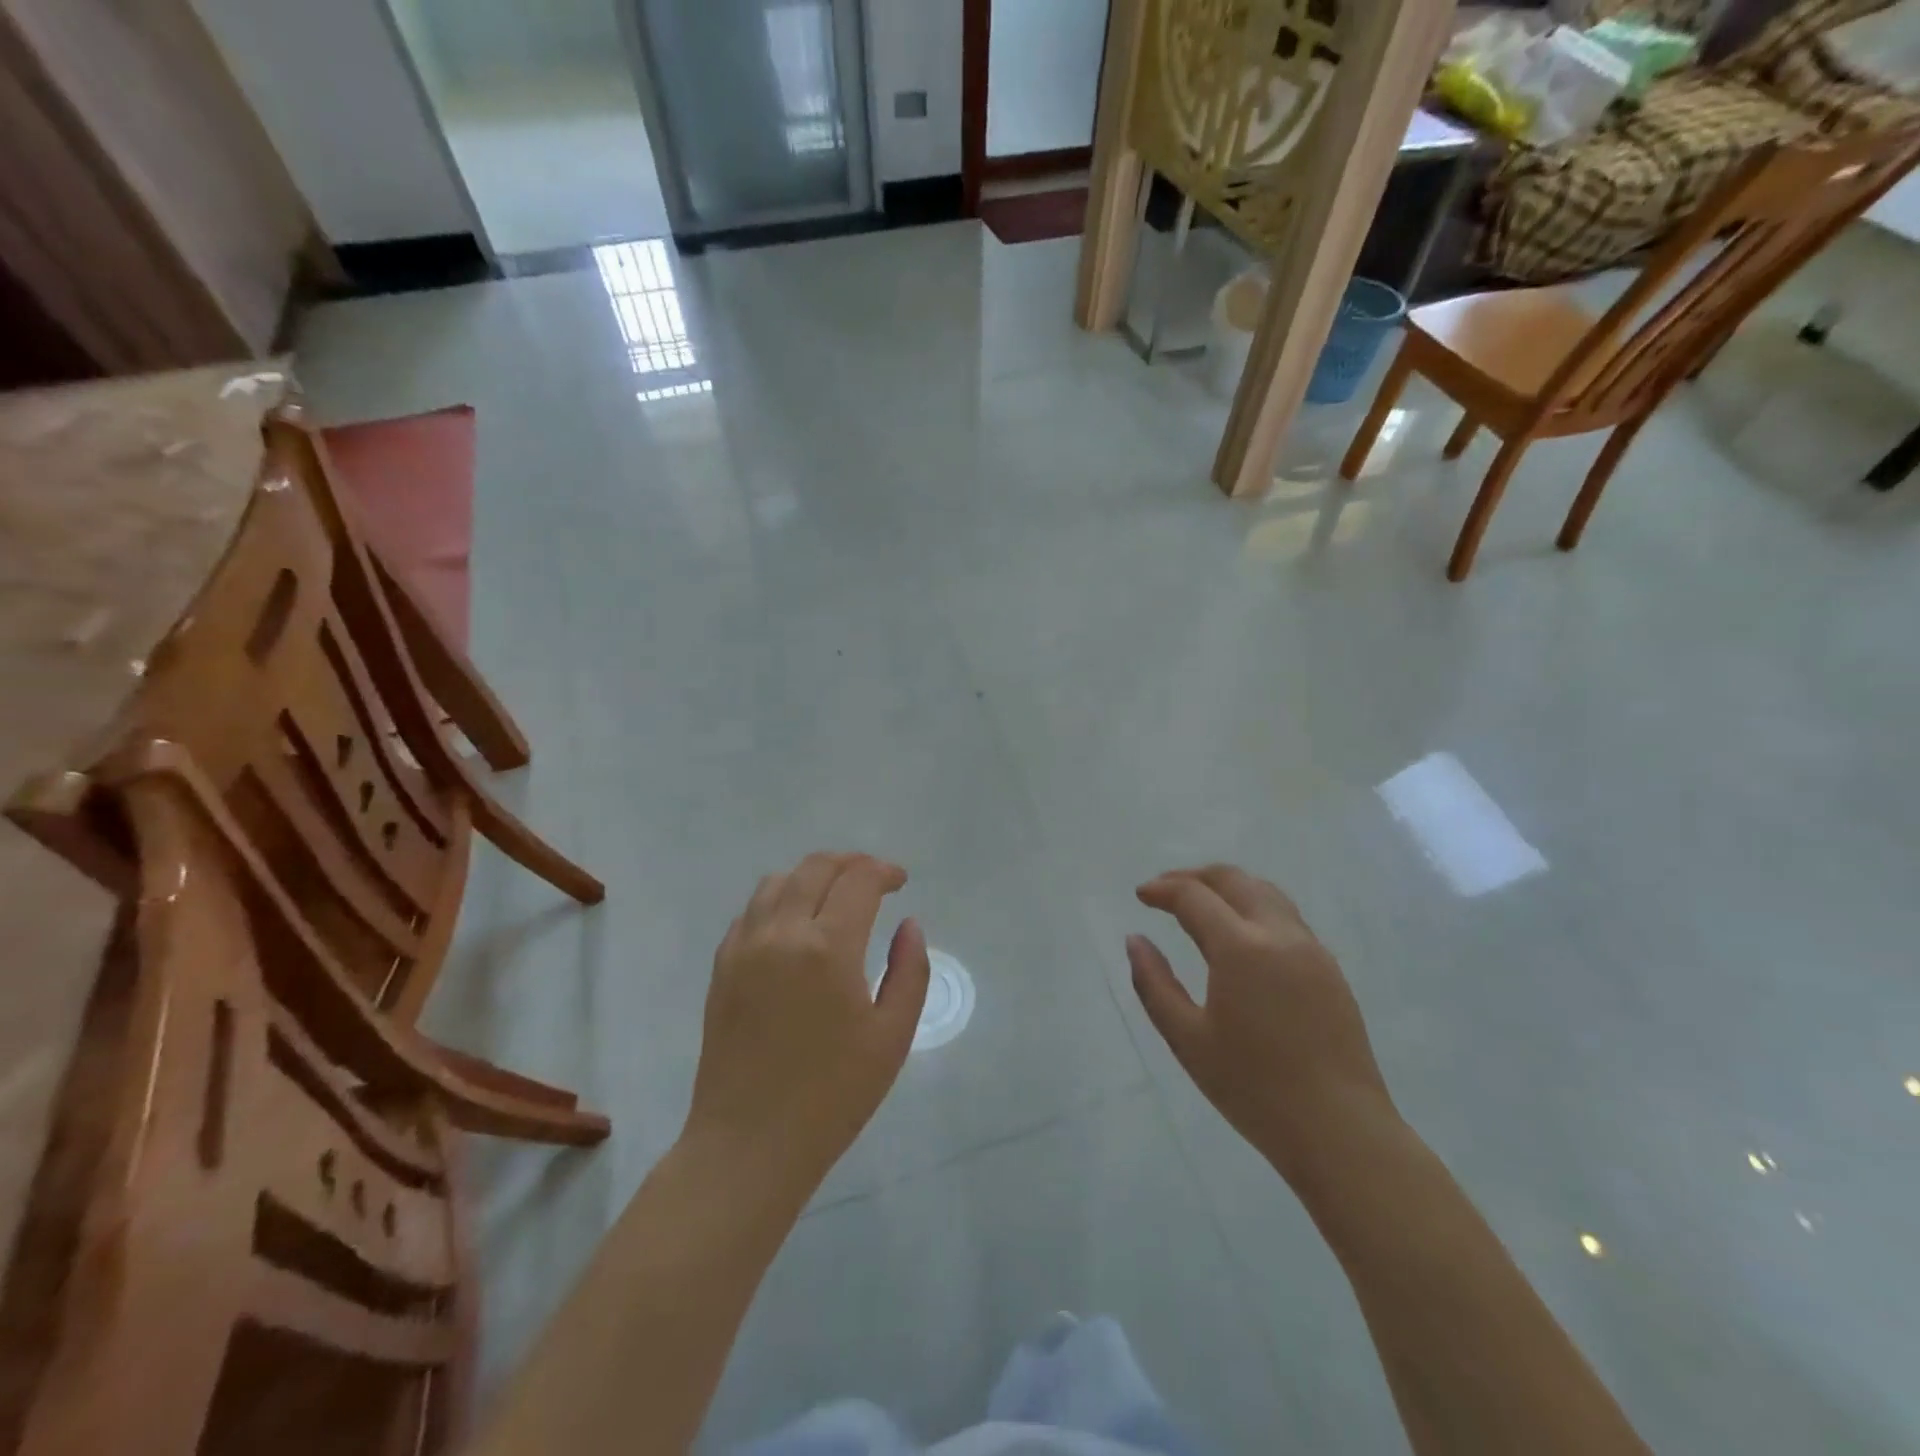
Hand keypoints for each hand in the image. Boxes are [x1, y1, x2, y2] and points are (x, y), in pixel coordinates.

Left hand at [686, 852, 928, 1195]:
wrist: (749, 1143)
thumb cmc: (832, 1096)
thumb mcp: (891, 1036)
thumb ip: (909, 971)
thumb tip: (909, 924)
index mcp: (827, 947)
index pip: (858, 880)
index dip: (884, 872)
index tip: (900, 882)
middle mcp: (781, 933)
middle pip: (816, 867)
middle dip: (851, 863)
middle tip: (874, 879)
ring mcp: (744, 947)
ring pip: (778, 881)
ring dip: (812, 876)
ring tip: (834, 895)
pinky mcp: (722, 966)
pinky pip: (751, 910)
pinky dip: (779, 900)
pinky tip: (795, 924)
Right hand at [1128, 865, 1394, 1182]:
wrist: (1340, 1131)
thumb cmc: (1254, 1089)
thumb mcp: (1187, 1040)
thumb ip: (1154, 984)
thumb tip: (1135, 940)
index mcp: (1241, 948)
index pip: (1194, 896)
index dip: (1163, 889)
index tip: (1141, 895)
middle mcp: (1280, 935)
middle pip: (1234, 879)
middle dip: (1195, 876)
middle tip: (1165, 889)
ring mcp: (1312, 950)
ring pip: (1265, 892)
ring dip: (1228, 887)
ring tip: (1200, 903)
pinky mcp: (1330, 969)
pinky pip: (1287, 917)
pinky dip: (1254, 907)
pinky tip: (1240, 936)